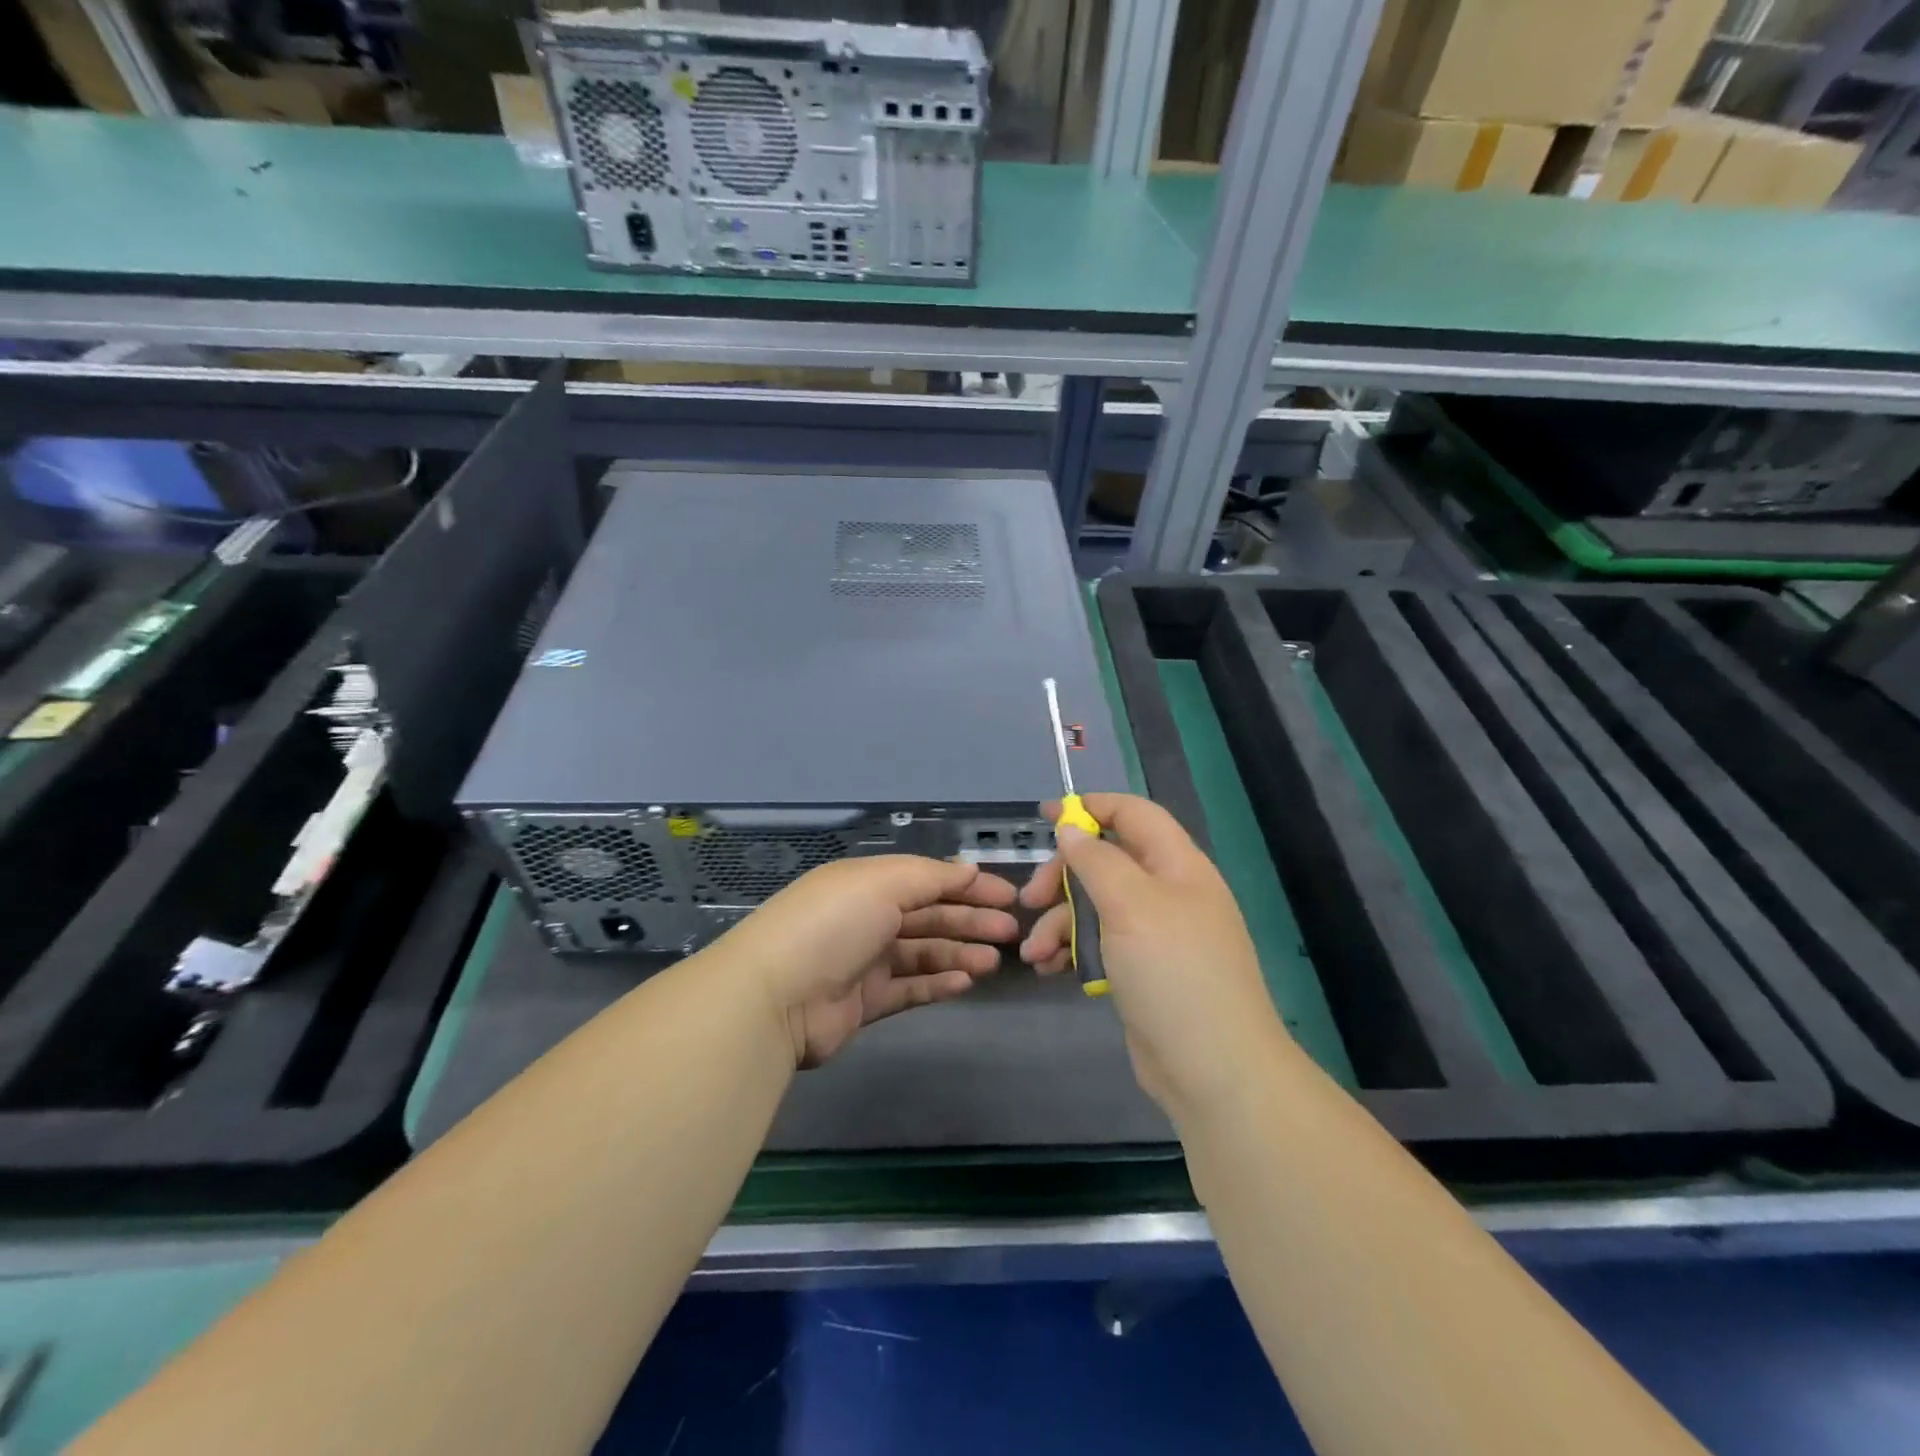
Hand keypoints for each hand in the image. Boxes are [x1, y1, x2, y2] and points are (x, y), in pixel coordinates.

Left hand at [725, 855, 1019, 1068]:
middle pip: (929, 915)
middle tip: (1011, 932)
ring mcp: (864, 962)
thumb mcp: (882, 883)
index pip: (927, 879)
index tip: (1008, 897)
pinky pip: (910, 988)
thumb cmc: (832, 925)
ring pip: (923, 953)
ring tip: (994, 962)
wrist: (775, 997)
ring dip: (960, 953)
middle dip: (971, 920)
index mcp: (867, 883)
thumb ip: (931, 877)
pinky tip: (966, 982)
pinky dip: (938, 984)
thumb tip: (969, 869)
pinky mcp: (864, 1002)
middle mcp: (866, 918)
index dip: (968, 886)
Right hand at [1020, 794, 1287, 1120]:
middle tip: (1030, 899)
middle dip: (1062, 877)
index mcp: (1177, 865)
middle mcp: (1167, 892)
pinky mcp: (1141, 970)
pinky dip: (1071, 949)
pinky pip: (1099, 943)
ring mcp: (1155, 934)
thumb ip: (1096, 860)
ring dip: (1059, 922)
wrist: (1214, 1070)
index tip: (1045, 817)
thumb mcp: (1131, 905)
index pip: (1133, 814)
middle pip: (1106, 861)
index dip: (1090, 807)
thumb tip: (1071, 828)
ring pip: (1096, 906)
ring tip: (1034, 953)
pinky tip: (1049, 969)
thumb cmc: (1173, 973)